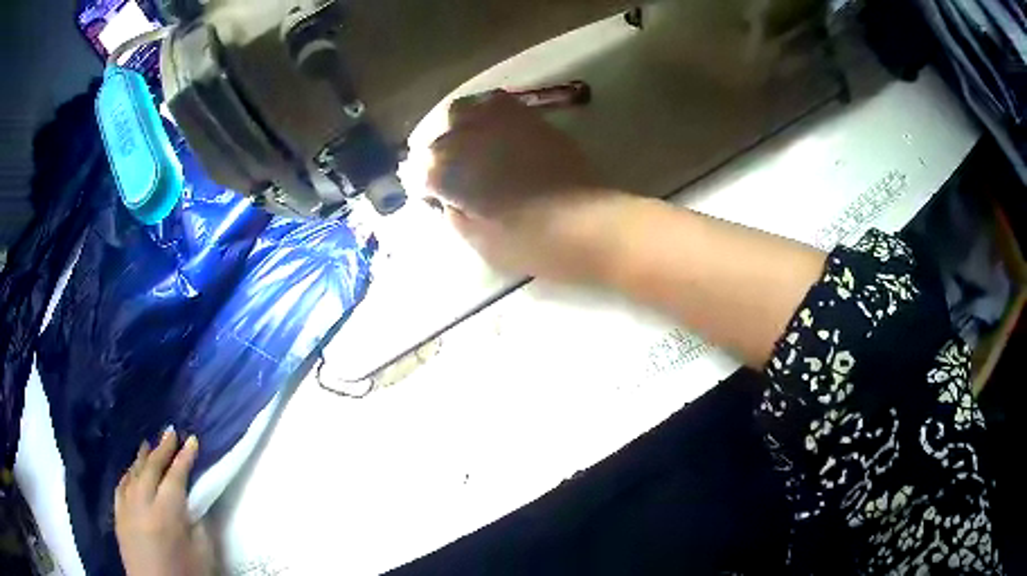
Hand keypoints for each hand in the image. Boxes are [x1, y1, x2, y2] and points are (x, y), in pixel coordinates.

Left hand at [115, 430, 213, 575]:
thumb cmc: (186, 575)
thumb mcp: (203, 554)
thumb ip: (199, 524)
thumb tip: (194, 503)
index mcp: (166, 513)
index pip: (175, 476)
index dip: (185, 457)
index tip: (192, 440)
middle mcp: (142, 502)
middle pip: (151, 468)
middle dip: (162, 448)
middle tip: (171, 432)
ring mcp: (126, 507)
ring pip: (133, 473)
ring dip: (142, 458)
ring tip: (149, 445)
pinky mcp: (118, 516)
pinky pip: (120, 487)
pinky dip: (127, 475)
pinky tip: (131, 471)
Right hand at [427, 91, 628, 282]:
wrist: (588, 225)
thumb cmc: (530, 243)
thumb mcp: (479, 243)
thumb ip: (455, 215)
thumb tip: (449, 198)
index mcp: (449, 171)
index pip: (421, 170)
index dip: (425, 185)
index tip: (434, 198)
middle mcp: (468, 137)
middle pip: (440, 135)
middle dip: (439, 152)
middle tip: (451, 171)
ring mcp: (501, 123)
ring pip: (466, 109)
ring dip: (461, 126)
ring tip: (472, 146)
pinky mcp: (531, 120)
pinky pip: (500, 105)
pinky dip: (490, 116)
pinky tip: (499, 135)